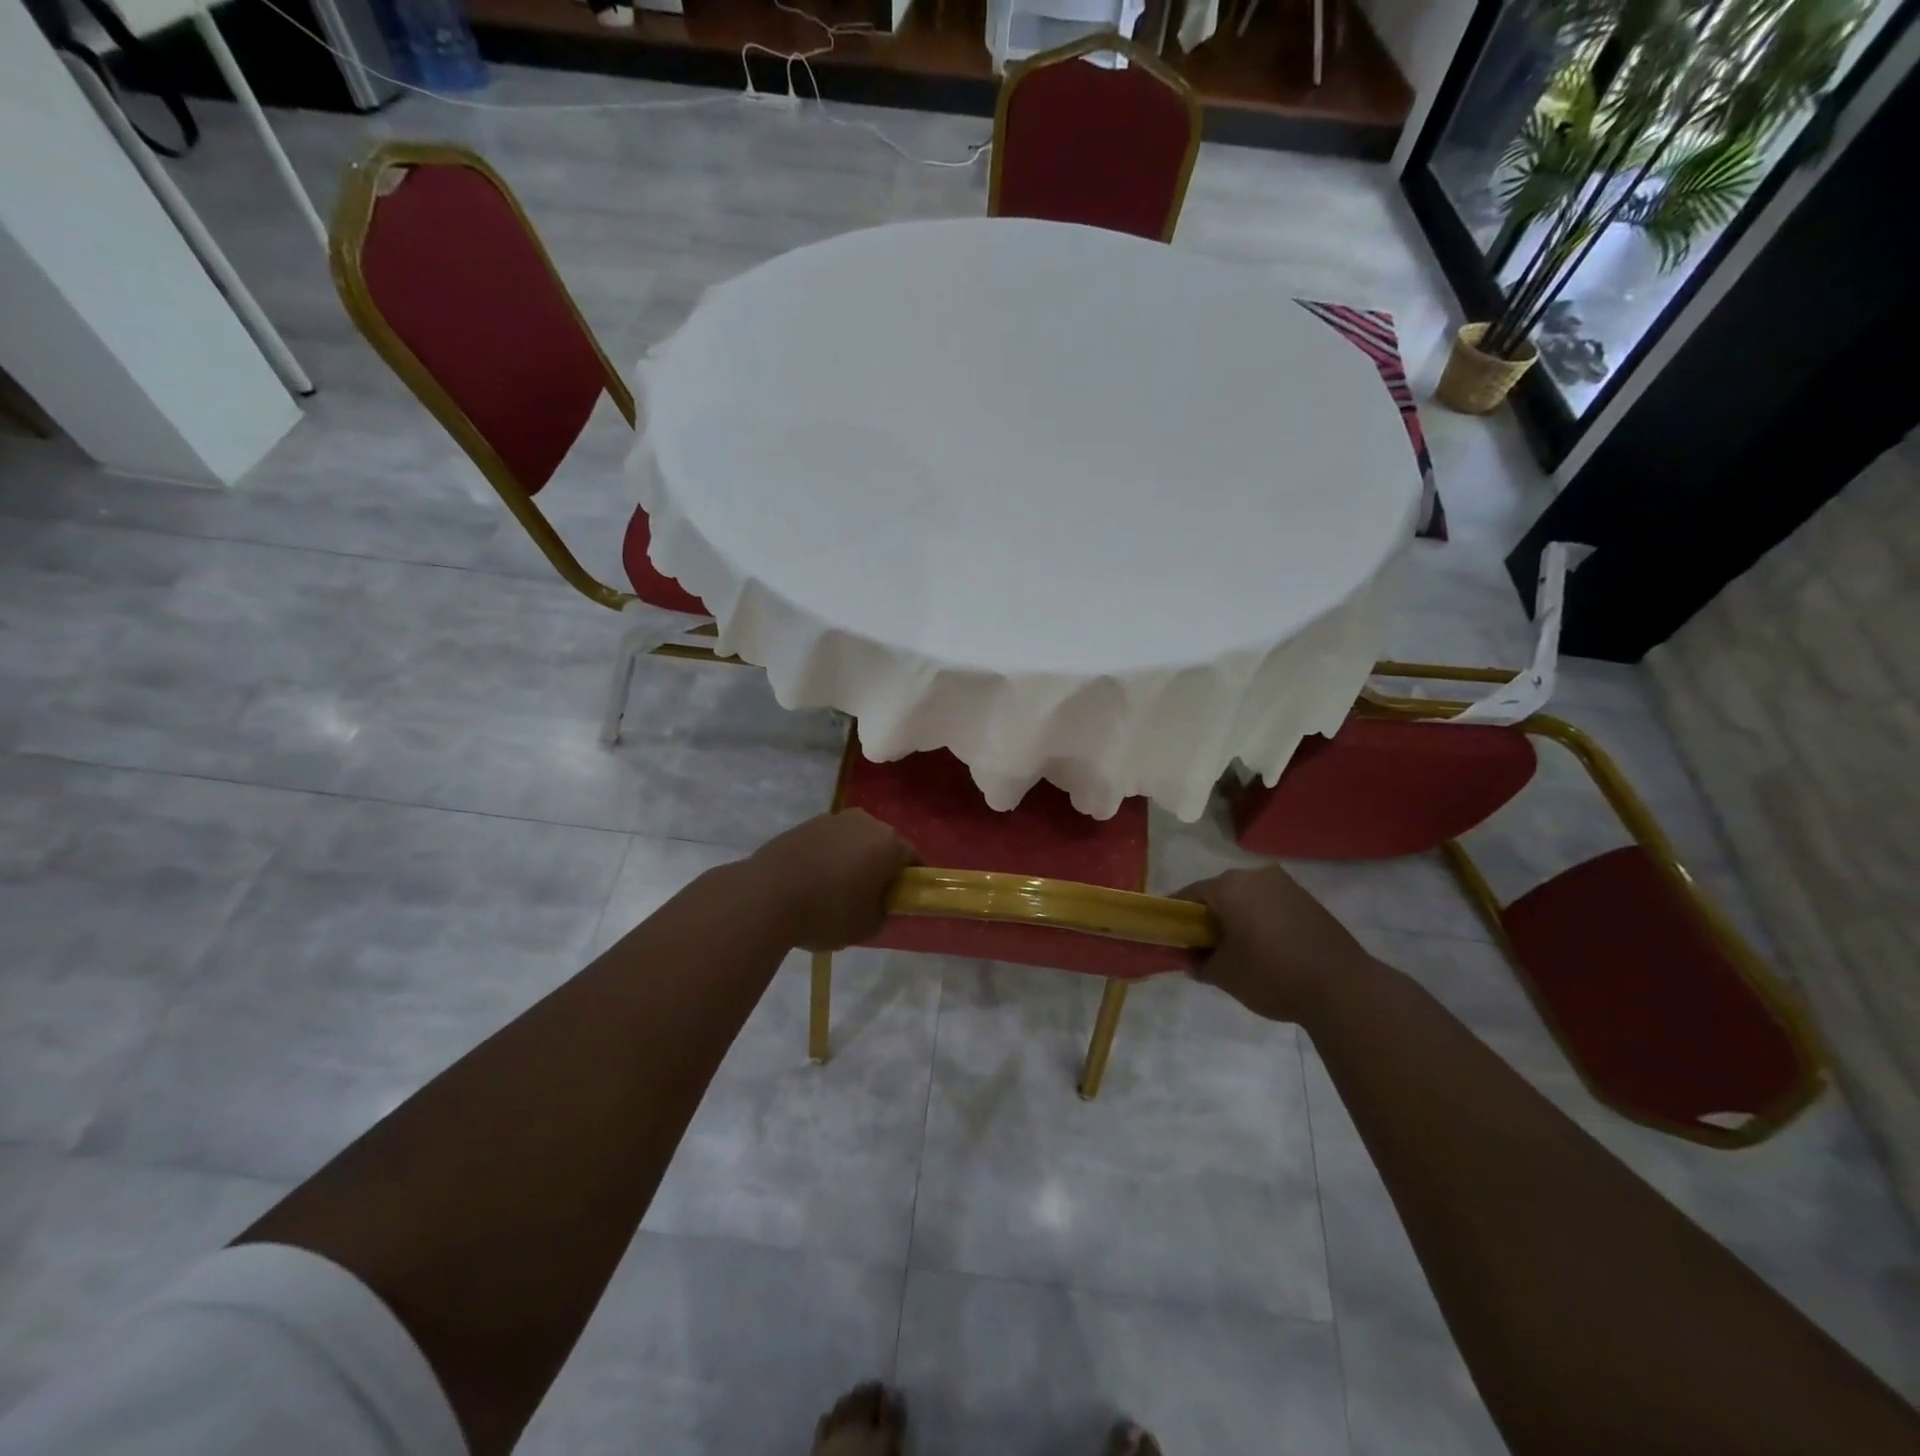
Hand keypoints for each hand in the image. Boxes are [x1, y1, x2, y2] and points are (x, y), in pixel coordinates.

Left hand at [746, 811, 917, 951]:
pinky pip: (826, 843)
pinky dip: (826, 858)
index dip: (909, 881)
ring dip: (851, 860)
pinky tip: (811, 883)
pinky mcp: (803, 825)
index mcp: (889, 843)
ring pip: (852, 842)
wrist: (766, 895)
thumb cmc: (828, 911)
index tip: (899, 901)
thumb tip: (879, 904)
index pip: (913, 859)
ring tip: (834, 892)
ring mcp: (832, 819)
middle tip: (868, 898)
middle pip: (882, 845)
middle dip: (879, 867)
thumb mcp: (867, 926)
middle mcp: (865, 822)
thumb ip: (883, 912)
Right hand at [1177, 865, 1373, 1024]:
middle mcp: (1255, 875)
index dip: (1176, 917)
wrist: (1342, 988)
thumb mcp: (1224, 975)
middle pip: (1219, 893)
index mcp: (1229, 886)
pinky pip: (1271, 905)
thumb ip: (1199, 964)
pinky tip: (1266, 949)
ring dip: (1237, 918)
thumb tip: (1192, 961)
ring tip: (1238, 951)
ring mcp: (1286, 885)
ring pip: (1247, 898)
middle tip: (1204, 947)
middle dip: (1209, 917)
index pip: (1188, 895)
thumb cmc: (1271, 975)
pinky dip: (1261, 921)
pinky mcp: (1308, 900)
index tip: (1172, 938)